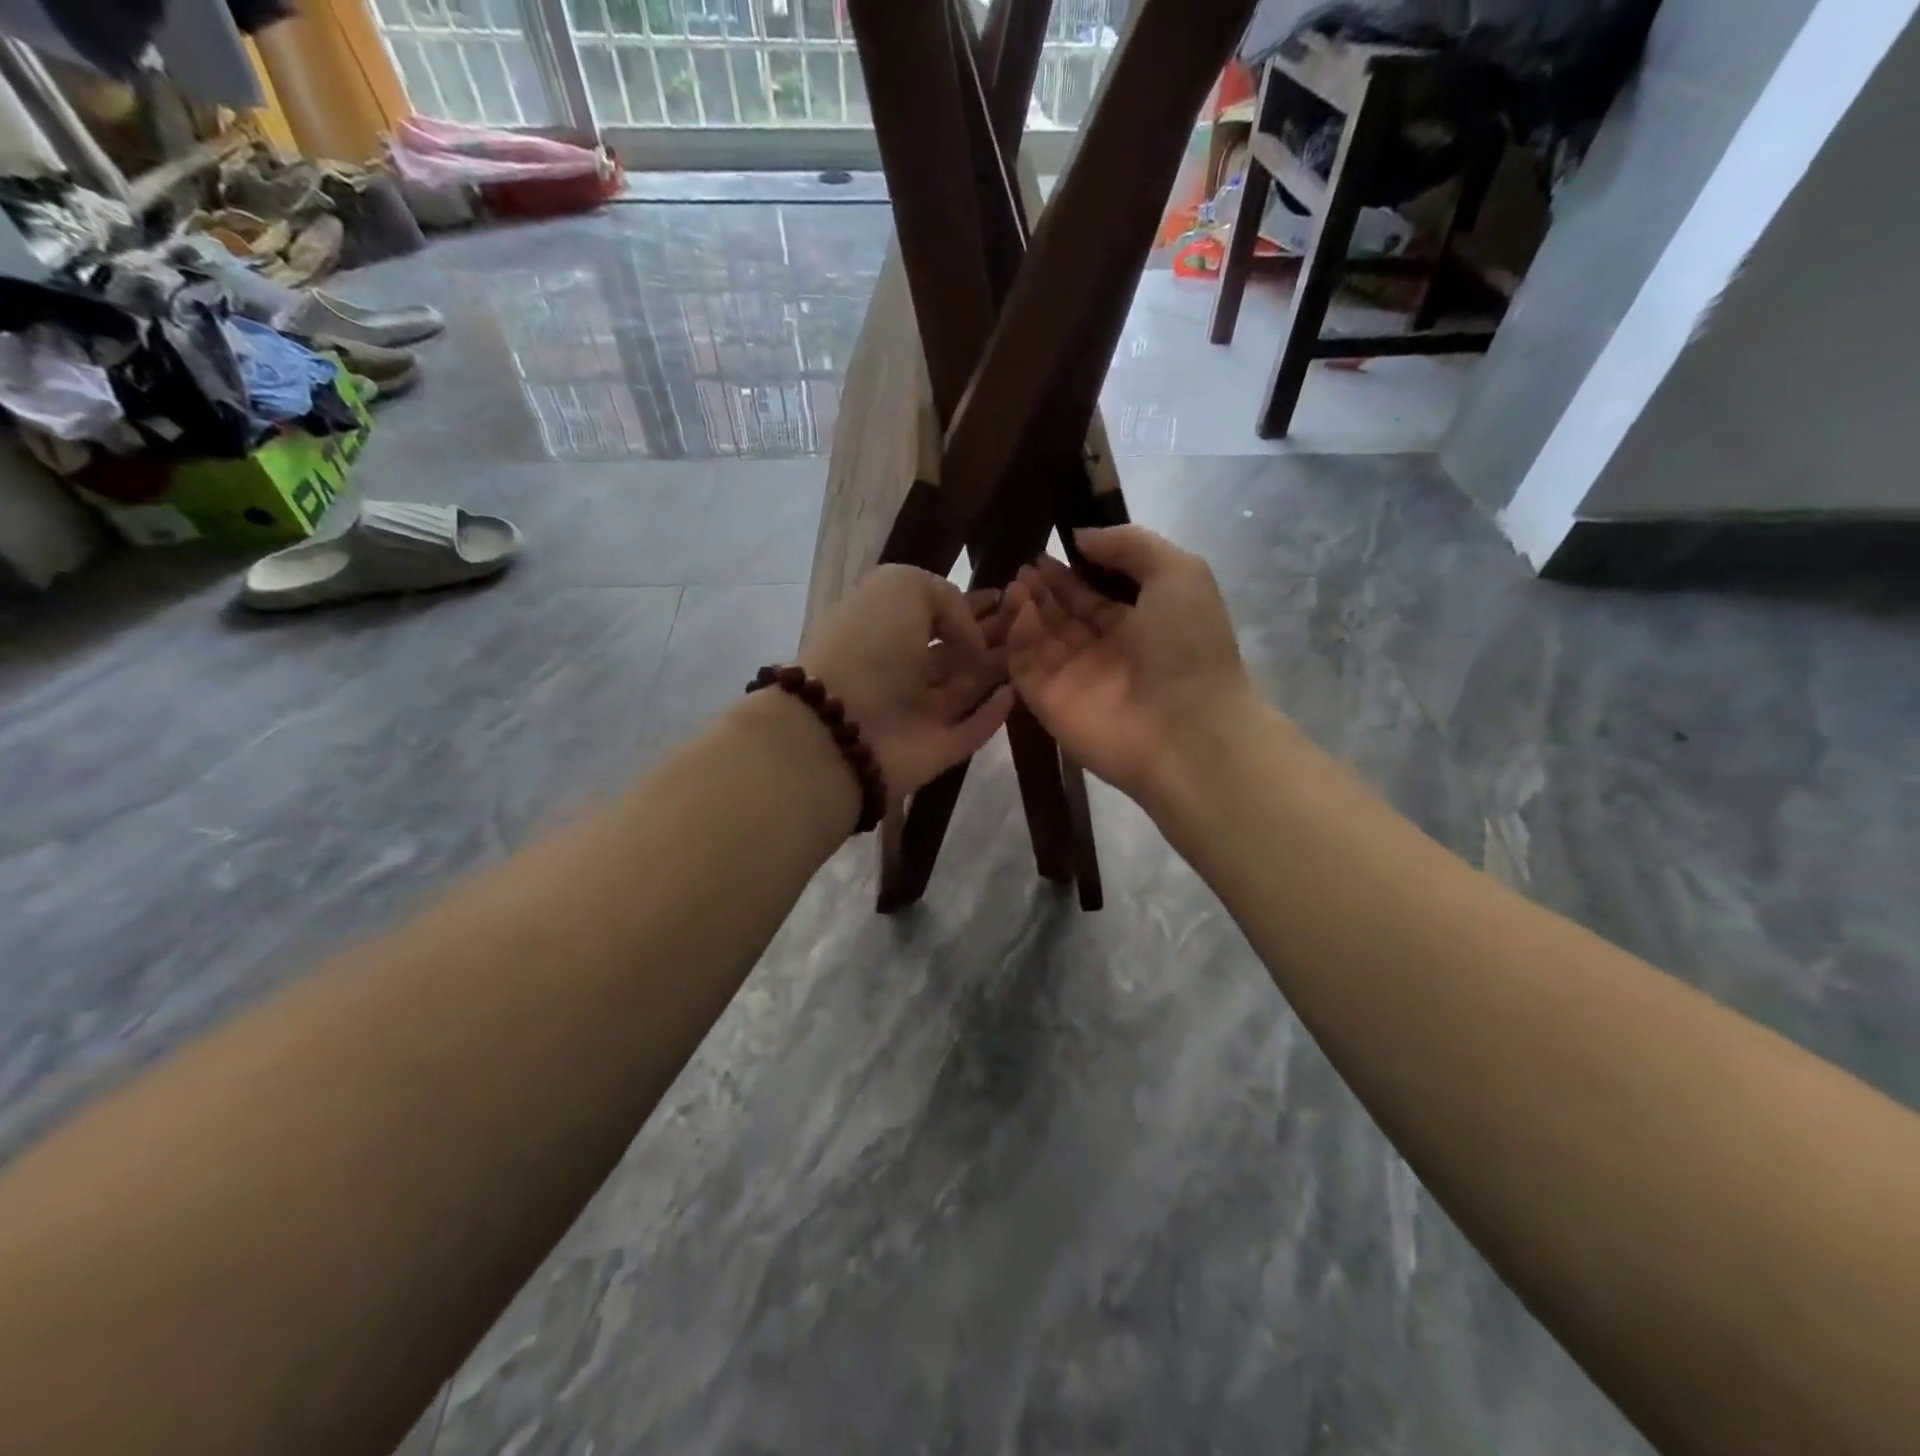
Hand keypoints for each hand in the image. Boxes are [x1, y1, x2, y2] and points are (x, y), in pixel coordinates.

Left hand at [799, 564, 1013, 801]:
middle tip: (1031, 624)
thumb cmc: (868, 645)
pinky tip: (1015, 693)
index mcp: (885, 626)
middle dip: (990, 637)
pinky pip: (972, 730)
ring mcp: (919, 712)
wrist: (842, 727)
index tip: (1008, 597)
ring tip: (1032, 651)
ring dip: (997, 670)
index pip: (934, 612)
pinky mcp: (938, 749)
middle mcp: (901, 668)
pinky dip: (993, 714)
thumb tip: (972, 640)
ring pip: (966, 688)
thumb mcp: (902, 588)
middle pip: (954, 651)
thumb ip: (947, 600)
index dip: (969, 604)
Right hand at [1002, 526, 1258, 809]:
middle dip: (1042, 588)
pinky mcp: (1047, 702)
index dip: (1068, 572)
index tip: (1043, 550)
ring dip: (1026, 608)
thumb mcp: (1179, 573)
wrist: (1187, 730)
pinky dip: (1017, 637)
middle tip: (1023, 565)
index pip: (1092, 595)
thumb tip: (1081, 537)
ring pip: (1039, 637)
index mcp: (1137, 623)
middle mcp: (1103, 651)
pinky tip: (1016, 609)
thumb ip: (1131, 545)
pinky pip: (1024, 664)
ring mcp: (1073, 678)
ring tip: (1016, 582)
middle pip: (1062, 615)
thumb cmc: (1189, 647)